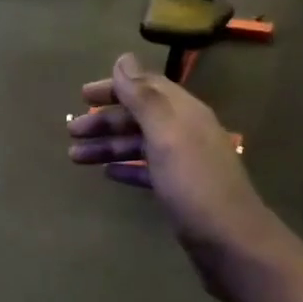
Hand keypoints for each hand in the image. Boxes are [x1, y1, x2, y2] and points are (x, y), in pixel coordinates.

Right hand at [67, 55, 289, 294]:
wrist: (231, 242)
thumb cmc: (194, 185)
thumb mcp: (165, 135)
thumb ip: (144, 97)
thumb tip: (123, 59)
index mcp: (184, 114)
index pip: (147, 87)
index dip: (115, 87)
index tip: (81, 95)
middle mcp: (185, 132)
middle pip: (139, 117)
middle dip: (105, 121)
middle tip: (71, 131)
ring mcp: (183, 163)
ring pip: (139, 144)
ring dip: (108, 146)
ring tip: (75, 157)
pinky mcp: (180, 190)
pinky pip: (146, 169)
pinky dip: (125, 167)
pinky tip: (107, 174)